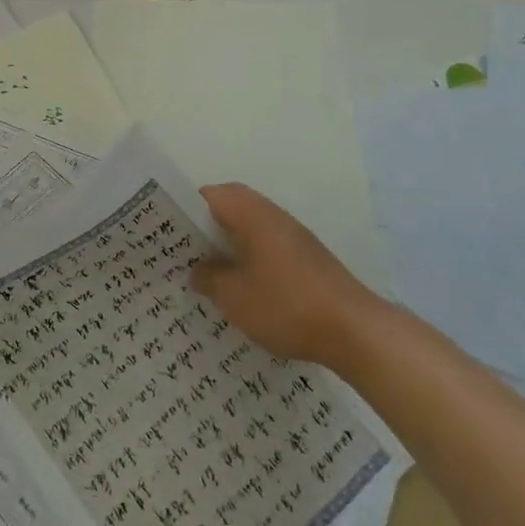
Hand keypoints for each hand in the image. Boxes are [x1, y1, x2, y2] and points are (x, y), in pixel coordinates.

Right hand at [189, 184, 389, 368]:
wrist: (356, 331)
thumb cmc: (287, 305)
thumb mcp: (235, 297)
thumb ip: (210, 279)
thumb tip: (198, 270)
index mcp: (252, 214)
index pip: (209, 194)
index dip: (185, 208)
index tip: (168, 230)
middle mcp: (273, 215)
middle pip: (231, 206)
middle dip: (206, 225)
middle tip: (185, 249)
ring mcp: (294, 235)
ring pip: (251, 226)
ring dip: (230, 241)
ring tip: (209, 269)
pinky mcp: (308, 257)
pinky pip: (267, 244)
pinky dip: (250, 256)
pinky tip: (244, 285)